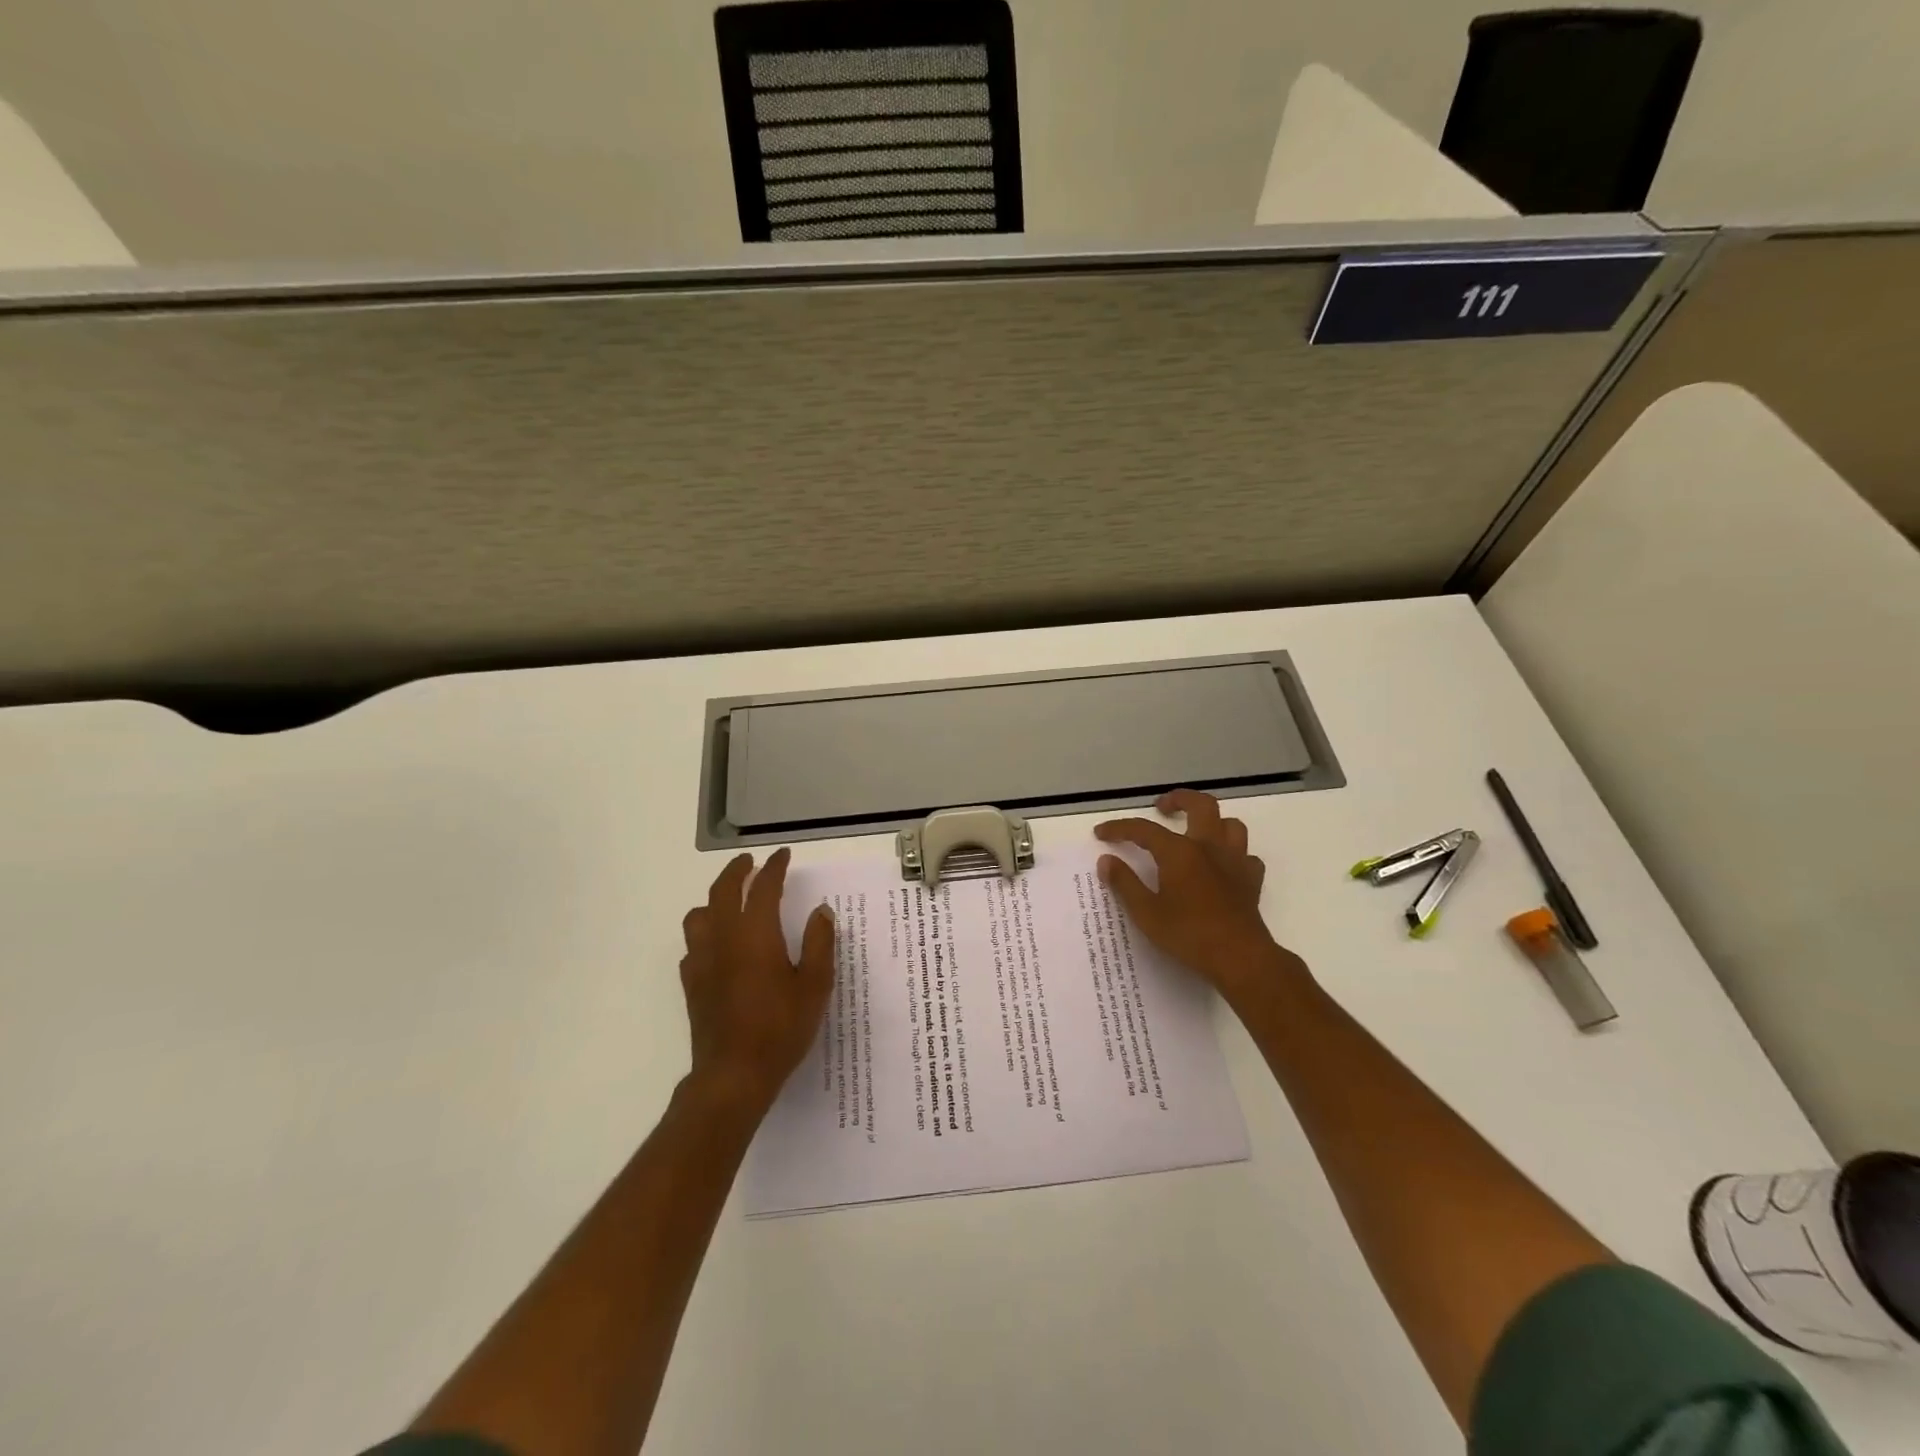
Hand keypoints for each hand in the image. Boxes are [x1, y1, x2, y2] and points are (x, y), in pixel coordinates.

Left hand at [679, 848, 835, 1116]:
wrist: (733, 1075)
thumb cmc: (781, 1028)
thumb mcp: (814, 985)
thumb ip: (818, 943)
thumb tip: (820, 911)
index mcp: (756, 934)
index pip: (764, 887)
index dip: (775, 867)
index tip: (783, 855)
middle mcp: (724, 938)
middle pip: (723, 890)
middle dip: (737, 870)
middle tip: (750, 862)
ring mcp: (702, 960)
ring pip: (699, 914)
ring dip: (715, 899)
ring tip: (731, 901)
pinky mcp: (692, 983)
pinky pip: (693, 944)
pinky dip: (705, 932)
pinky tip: (718, 945)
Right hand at [1095, 789, 1305, 1008]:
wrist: (1239, 958)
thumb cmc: (1188, 935)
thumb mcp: (1146, 913)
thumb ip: (1124, 883)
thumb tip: (1106, 860)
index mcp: (1179, 852)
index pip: (1143, 829)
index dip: (1119, 828)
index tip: (1101, 833)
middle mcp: (1209, 847)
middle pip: (1200, 805)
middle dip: (1179, 799)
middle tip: (1162, 809)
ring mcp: (1235, 861)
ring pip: (1230, 825)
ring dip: (1212, 822)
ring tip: (1196, 832)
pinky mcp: (1251, 880)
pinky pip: (1246, 856)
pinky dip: (1233, 855)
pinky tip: (1222, 867)